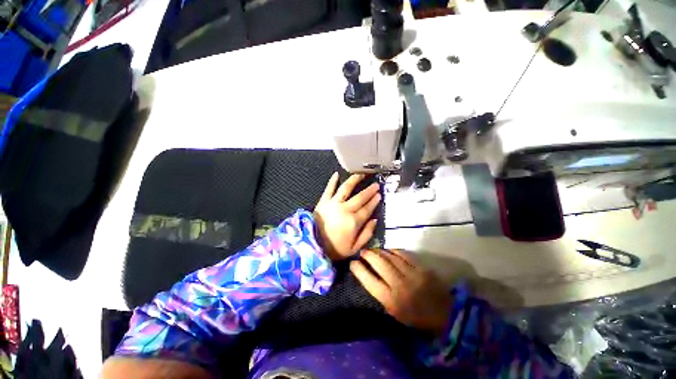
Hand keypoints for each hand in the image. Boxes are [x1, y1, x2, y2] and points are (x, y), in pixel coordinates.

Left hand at [314, 173, 380, 260]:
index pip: (367, 209)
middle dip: (369, 191)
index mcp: (354, 222)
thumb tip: (375, 220)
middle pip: (360, 197)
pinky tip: (336, 174)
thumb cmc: (334, 249)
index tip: (379, 195)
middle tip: (376, 185)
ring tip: (361, 175)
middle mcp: (345, 209)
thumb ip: (367, 234)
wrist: (312, 246)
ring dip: (355, 180)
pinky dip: (332, 181)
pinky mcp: (323, 202)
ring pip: (346, 188)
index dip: (374, 201)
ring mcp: (333, 204)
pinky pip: (329, 189)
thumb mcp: (354, 248)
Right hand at [350, 249, 452, 335]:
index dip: (359, 270)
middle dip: (368, 255)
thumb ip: (381, 294)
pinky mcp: (421, 267)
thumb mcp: (395, 312)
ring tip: (373, 249)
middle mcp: (399, 285)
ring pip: (390, 256)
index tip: (353, 263)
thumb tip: (369, 276)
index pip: (369, 281)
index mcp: (391, 300)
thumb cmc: (416, 317)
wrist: (445, 314)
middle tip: (363, 251)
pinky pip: (403, 254)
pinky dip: (393, 250)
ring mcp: (411, 274)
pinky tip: (388, 250)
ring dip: (379, 251)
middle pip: (379, 264)